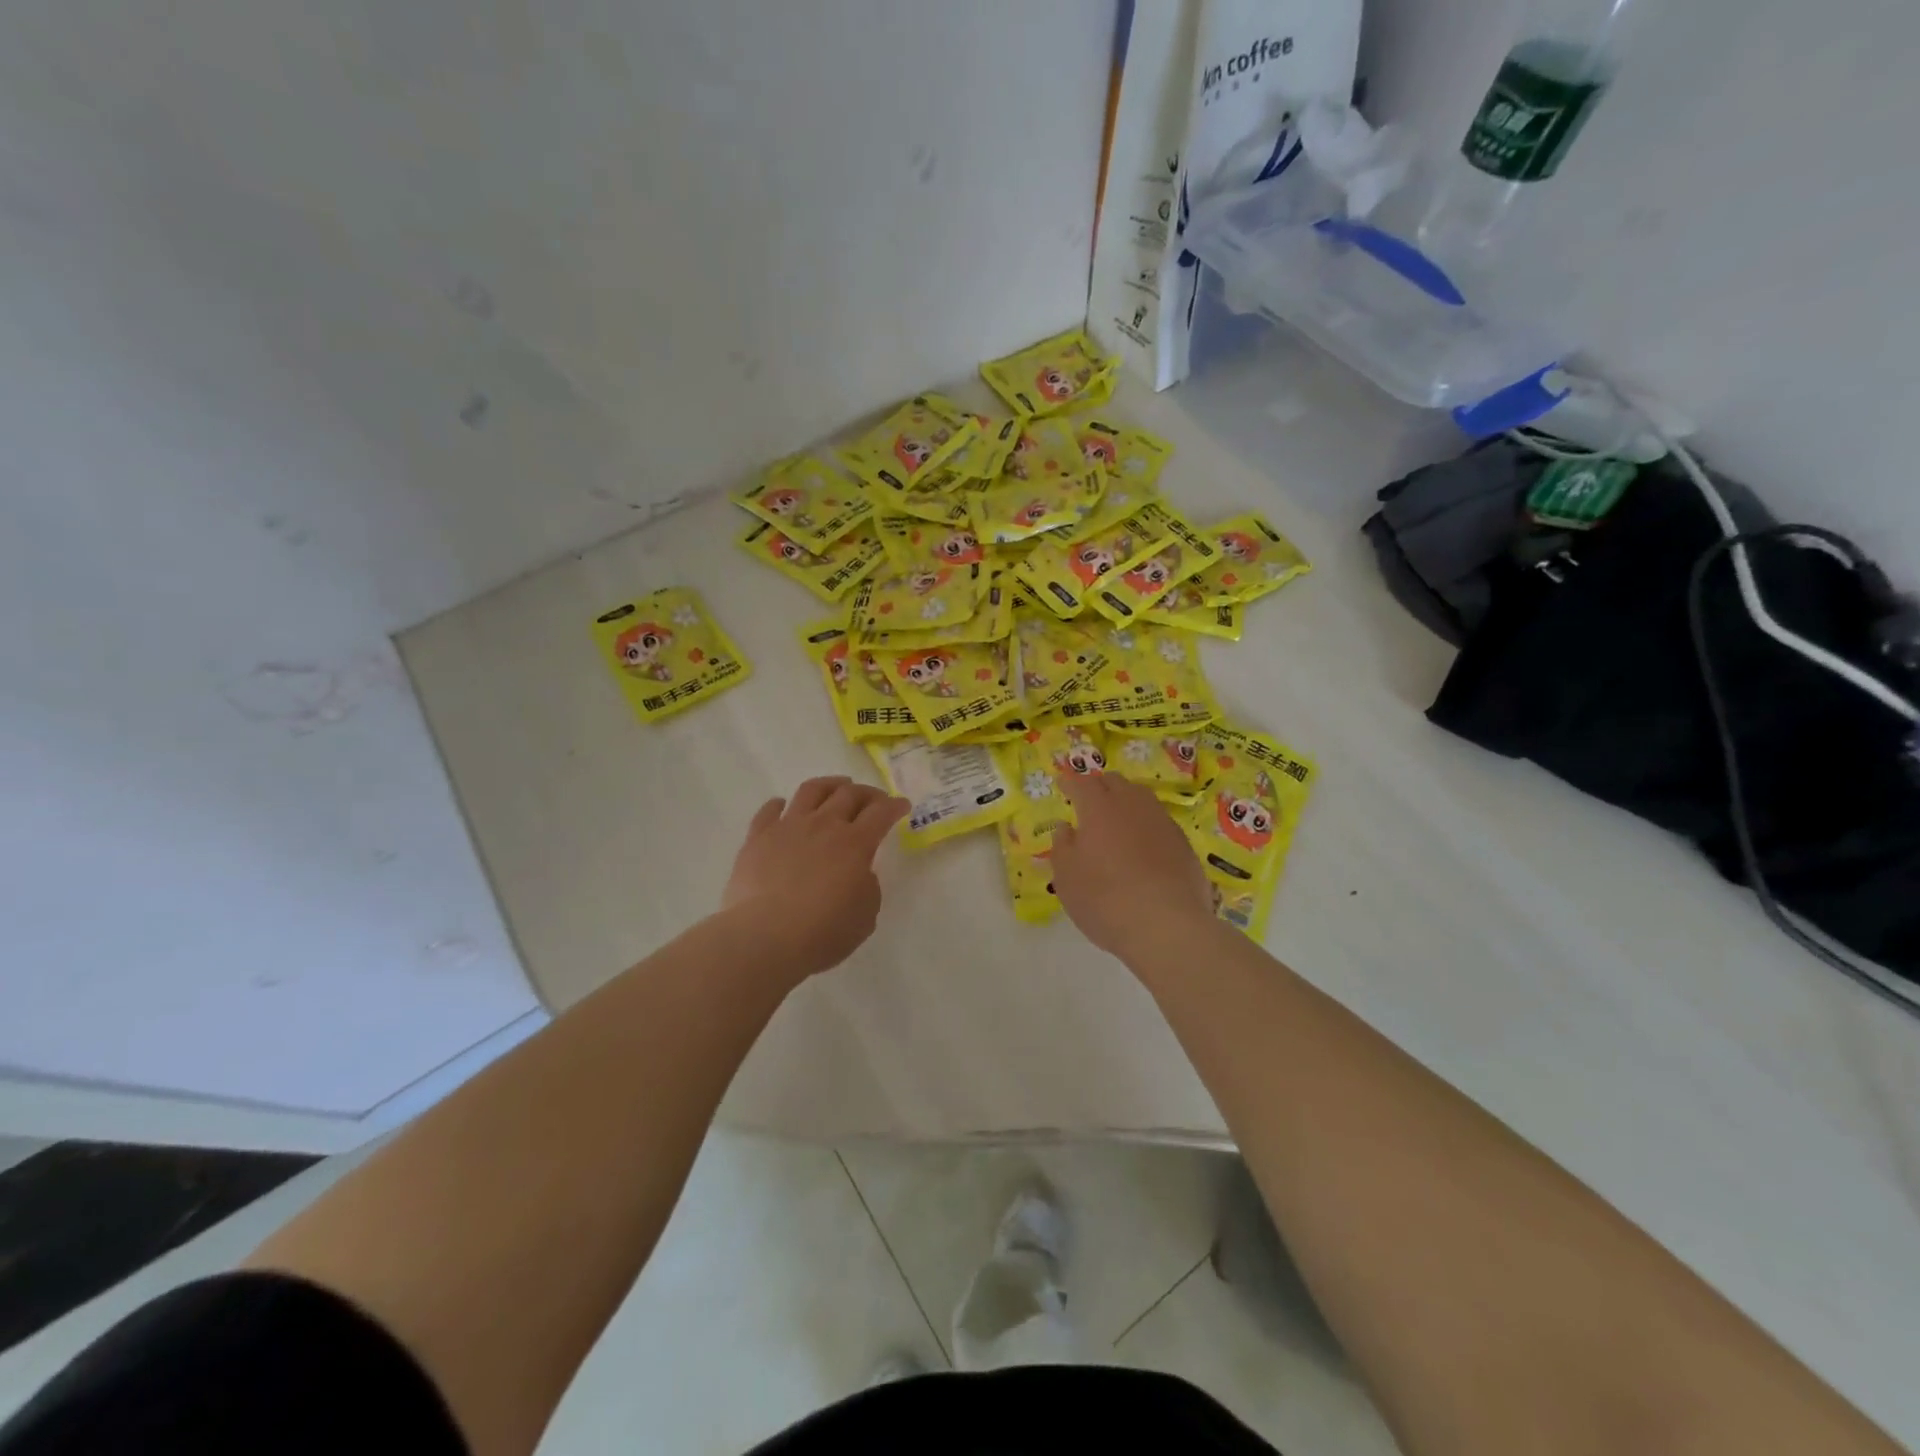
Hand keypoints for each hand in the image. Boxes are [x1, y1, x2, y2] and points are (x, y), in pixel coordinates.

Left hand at [723, 776, 908, 980]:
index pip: (881, 812)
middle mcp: (823, 825)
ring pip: (811, 790)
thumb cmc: (824, 932)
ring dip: (829, 785)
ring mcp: (788, 827)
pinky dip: (779, 804)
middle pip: (849, 794)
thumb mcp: (866, 915)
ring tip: (837, 787)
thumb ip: (868, 887)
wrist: (765, 938)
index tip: (902, 805)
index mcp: (855, 843)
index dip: (895, 806)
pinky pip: (769, 810)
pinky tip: (783, 806)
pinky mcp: (758, 837)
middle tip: (874, 799)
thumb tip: (858, 873)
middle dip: (867, 793)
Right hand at [1052, 772, 1214, 961]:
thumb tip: (1066, 828)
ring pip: (1141, 798)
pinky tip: (1142, 843)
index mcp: (1099, 808)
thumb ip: (1063, 846)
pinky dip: (1145, 824)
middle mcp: (1132, 806)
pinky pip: (1159, 821)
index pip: (1082, 784)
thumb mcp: (1067, 877)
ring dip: (1125, 801)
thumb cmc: (1104, 900)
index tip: (1062, 784)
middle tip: (1088, 799)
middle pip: (1115, 783)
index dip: (1070, 783)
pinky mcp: (1183, 843)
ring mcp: (1162, 822)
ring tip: (1116, 817)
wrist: (1166, 926)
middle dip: (1098, 786)